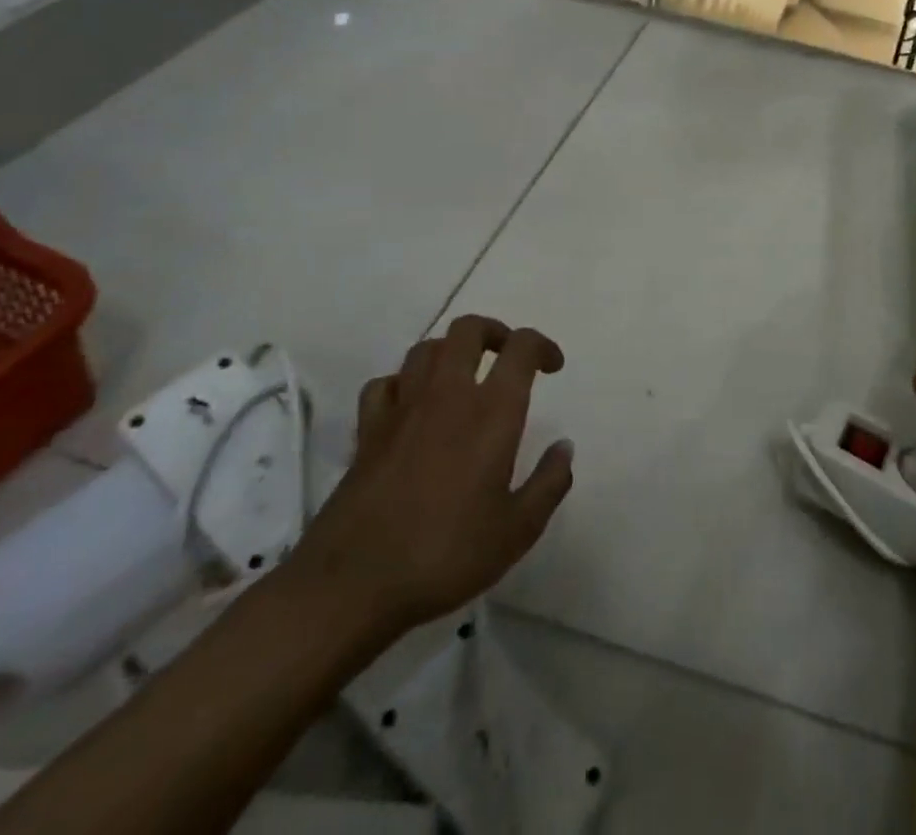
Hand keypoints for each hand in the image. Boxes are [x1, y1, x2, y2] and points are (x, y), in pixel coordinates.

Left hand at [288, 315, 574, 635]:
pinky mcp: (367, 431)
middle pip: (468, 329)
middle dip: (494, 332)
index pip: (521, 348)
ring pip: (426, 349)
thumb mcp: (517, 531)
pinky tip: (411, 407)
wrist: (351, 586)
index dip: (542, 346)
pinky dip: (403, 384)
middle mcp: (447, 395)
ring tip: (463, 378)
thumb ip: (549, 483)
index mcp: (492, 411)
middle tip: (507, 357)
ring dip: (450, 352)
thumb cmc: (445, 555)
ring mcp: (402, 409)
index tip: (553, 367)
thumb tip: (564, 447)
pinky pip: (385, 384)